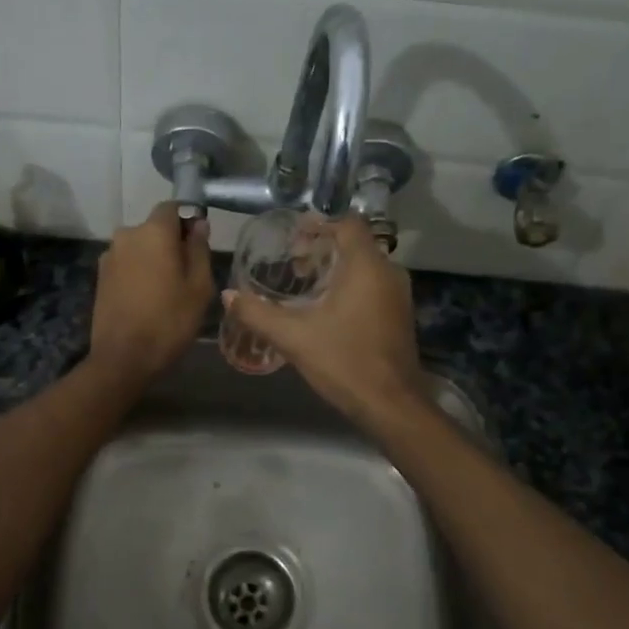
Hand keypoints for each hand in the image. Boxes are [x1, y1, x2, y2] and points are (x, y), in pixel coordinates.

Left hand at [89, 202, 214, 386]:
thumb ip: (199, 249)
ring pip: (140, 247)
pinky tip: (148, 298)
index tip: (199, 242)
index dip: (188, 219)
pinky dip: (139, 272)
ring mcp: (109, 256)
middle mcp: (126, 235)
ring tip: (168, 289)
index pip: (172, 207)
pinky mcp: (100, 277)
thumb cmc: (169, 321)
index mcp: (153, 232)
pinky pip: (127, 264)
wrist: (123, 358)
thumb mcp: (199, 286)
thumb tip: (198, 224)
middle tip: (188, 272)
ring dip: (154, 258)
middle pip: (154, 228)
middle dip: (171, 242)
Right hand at [222, 215, 424, 427]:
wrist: (391, 404)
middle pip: (355, 243)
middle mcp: (388, 272)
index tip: (293, 236)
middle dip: (323, 247)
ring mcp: (398, 295)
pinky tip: (326, 307)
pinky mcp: (399, 315)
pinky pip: (373, 284)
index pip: (347, 224)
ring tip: (304, 284)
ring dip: (336, 267)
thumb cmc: (344, 361)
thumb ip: (258, 313)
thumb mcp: (294, 337)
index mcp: (366, 267)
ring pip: (365, 265)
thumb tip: (228, 295)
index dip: (320, 224)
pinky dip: (350, 284)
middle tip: (293, 262)